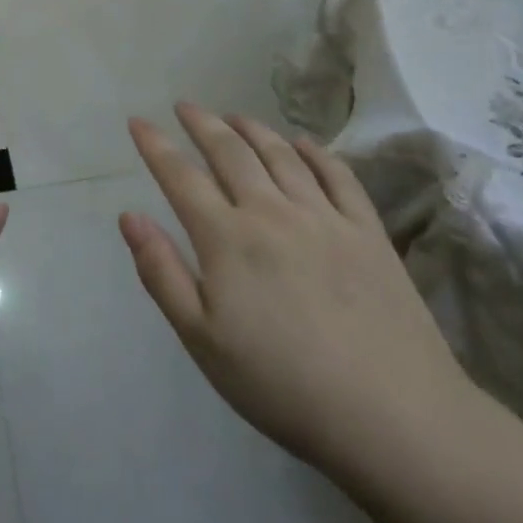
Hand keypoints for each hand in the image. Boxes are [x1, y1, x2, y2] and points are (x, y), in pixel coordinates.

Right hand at [120, 104, 476, 479]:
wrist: (392, 416)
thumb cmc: (281, 384)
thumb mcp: (202, 339)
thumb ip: (161, 272)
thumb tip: (129, 216)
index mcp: (227, 238)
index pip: (180, 177)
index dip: (155, 145)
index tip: (138, 121)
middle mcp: (272, 212)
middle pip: (230, 152)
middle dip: (202, 124)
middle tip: (185, 106)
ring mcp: (325, 218)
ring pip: (281, 155)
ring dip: (252, 129)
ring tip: (234, 115)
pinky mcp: (367, 232)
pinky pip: (338, 175)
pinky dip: (315, 152)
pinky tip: (303, 143)